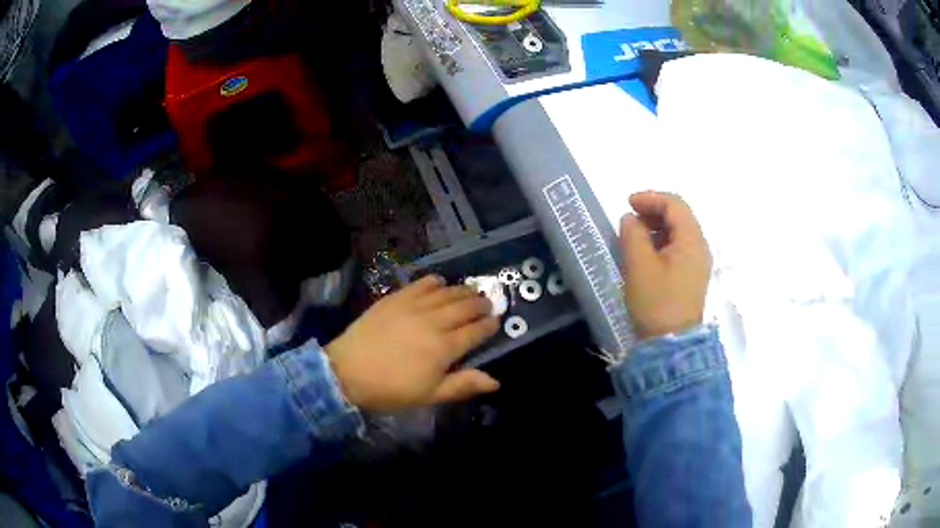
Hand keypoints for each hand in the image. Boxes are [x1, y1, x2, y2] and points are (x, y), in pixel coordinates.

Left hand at [325, 276, 499, 411]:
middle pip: (464, 307)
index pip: (475, 332)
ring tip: (472, 291)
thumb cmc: (391, 390)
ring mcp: (413, 307)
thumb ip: (463, 385)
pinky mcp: (395, 298)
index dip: (488, 326)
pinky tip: (440, 283)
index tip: (496, 321)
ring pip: (446, 293)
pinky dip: (435, 282)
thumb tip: (496, 381)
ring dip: (463, 290)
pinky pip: (421, 284)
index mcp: (444, 348)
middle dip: (480, 304)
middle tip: (488, 303)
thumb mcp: (430, 395)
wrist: (348, 372)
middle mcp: (433, 322)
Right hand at [619, 191, 711, 339]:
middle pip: (680, 216)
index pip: (675, 205)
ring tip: (634, 237)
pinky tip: (645, 254)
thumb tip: (630, 218)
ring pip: (678, 232)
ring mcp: (697, 264)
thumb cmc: (656, 302)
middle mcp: (699, 248)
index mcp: (692, 241)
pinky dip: (661, 243)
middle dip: (653, 211)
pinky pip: (678, 248)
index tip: (627, 204)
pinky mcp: (691, 277)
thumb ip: (633, 235)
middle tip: (630, 219)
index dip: (650, 198)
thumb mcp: (639, 265)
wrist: (670, 346)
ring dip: (656, 227)